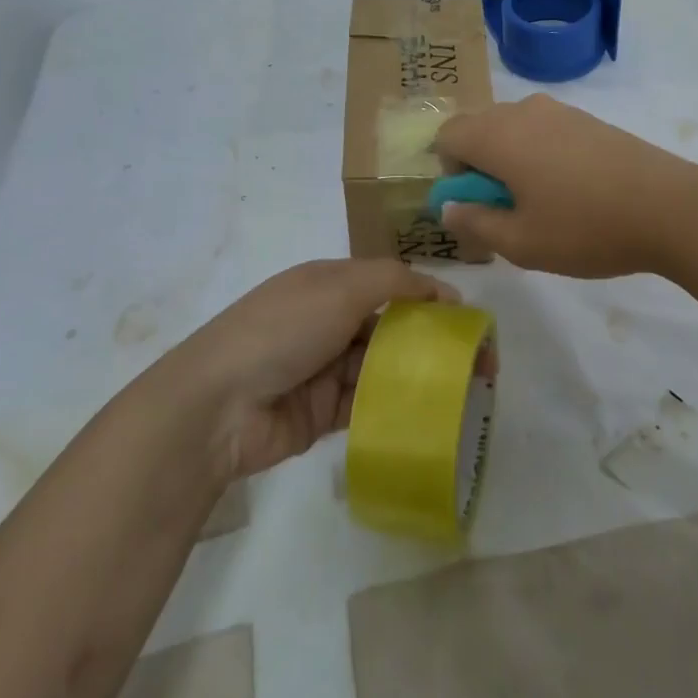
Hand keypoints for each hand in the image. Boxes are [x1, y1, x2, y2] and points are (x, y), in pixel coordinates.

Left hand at [171, 260, 457, 480]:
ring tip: (464, 393)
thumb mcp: (338, 287)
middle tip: (478, 366)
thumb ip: (393, 281)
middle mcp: (329, 321)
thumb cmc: (283, 329)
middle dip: (432, 341)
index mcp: (329, 283)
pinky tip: (429, 416)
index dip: (429, 297)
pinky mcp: (323, 413)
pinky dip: (395, 407)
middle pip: (391, 327)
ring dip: (419, 376)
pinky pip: (368, 405)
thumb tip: (440, 290)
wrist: (219, 404)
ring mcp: (325, 368)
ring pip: (383, 367)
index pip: (390, 283)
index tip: (467, 320)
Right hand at [434, 94, 697, 276]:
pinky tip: (573, 190)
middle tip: (508, 209)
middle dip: (480, 165)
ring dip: (511, 159)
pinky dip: (540, 153)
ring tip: (544, 202)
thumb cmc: (586, 228)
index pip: (447, 135)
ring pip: (513, 128)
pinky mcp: (588, 119)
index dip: (450, 172)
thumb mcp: (520, 242)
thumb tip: (448, 207)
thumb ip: (474, 223)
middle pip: (479, 128)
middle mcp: (523, 111)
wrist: (671, 208)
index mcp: (498, 135)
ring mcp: (560, 110)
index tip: (479, 204)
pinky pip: (544, 129)